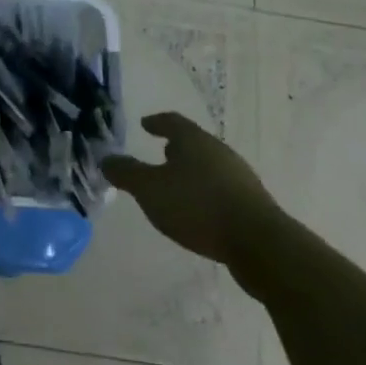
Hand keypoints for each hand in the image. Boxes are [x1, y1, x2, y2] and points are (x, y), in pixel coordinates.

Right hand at [102, 112, 282, 262]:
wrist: (259, 243)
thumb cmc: (197, 206)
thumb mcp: (150, 190)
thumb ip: (126, 173)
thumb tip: (106, 159)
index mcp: (193, 140)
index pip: (172, 121)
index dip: (157, 122)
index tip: (145, 124)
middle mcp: (218, 151)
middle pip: (193, 143)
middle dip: (176, 148)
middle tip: (160, 153)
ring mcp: (239, 176)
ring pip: (209, 166)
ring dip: (192, 171)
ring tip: (177, 184)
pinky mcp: (252, 202)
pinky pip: (221, 188)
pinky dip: (206, 192)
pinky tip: (199, 210)